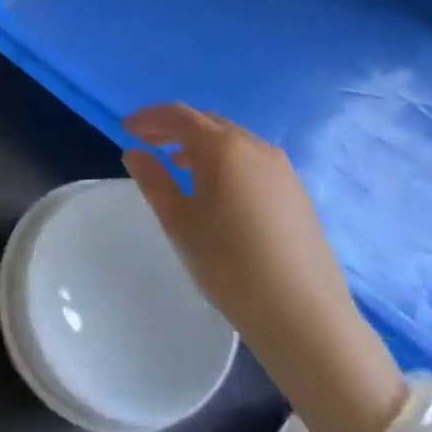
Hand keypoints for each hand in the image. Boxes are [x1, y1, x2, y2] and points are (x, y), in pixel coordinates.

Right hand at [122, 104, 404, 431]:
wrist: (305, 316)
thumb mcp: (180, 222)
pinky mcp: (297, 191)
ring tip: (179, 167)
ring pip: (233, 141)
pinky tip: (219, 191)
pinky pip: (252, 160)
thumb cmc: (230, 265)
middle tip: (148, 143)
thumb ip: (154, 181)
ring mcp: (282, 168)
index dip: (149, 118)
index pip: (179, 115)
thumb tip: (135, 153)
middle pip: (207, 123)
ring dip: (201, 145)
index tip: (127, 128)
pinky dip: (227, 161)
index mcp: (223, 148)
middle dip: (175, 128)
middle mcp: (255, 146)